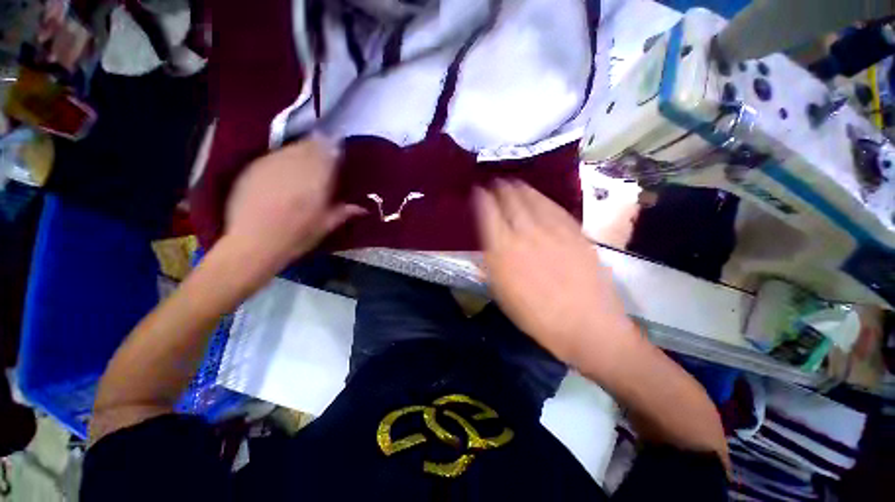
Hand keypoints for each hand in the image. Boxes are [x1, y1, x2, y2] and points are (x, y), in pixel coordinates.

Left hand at [225, 136, 365, 273]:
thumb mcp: (325, 226)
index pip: (329, 152)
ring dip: (301, 151)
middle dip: (318, 147)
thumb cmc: (296, 237)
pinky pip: (274, 155)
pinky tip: (284, 171)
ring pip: (291, 148)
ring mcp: (271, 164)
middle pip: (310, 145)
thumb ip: (344, 212)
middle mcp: (295, 165)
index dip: (335, 149)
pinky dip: (283, 159)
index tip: (338, 153)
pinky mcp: (253, 168)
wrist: (252, 243)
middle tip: (323, 156)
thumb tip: (363, 208)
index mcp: (317, 179)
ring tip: (305, 163)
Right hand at [475, 180, 640, 368]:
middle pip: (510, 200)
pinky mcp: (573, 231)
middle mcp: (524, 234)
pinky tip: (538, 196)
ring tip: (513, 183)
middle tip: (496, 182)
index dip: (481, 198)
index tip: (478, 191)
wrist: (587, 325)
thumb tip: (486, 247)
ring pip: (532, 199)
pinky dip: (542, 198)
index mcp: (502, 251)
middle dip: (501, 188)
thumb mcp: (503, 294)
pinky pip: (554, 207)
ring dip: (520, 188)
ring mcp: (551, 230)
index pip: (488, 214)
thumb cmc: (536, 316)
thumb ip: (491, 266)